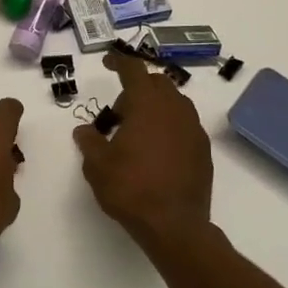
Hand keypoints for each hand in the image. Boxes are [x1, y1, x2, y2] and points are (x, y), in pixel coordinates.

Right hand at [74, 50, 212, 252]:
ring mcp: (193, 129)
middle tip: (118, 114)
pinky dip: (168, 126)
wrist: (174, 225)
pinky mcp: (203, 150)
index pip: (133, 70)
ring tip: (137, 132)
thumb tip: (84, 130)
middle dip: (136, 89)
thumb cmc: (131, 188)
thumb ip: (89, 141)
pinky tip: (156, 150)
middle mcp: (174, 109)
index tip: (107, 62)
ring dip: (155, 107)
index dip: (118, 62)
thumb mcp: (97, 165)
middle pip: (157, 83)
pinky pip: (184, 125)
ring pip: (174, 103)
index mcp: (147, 104)